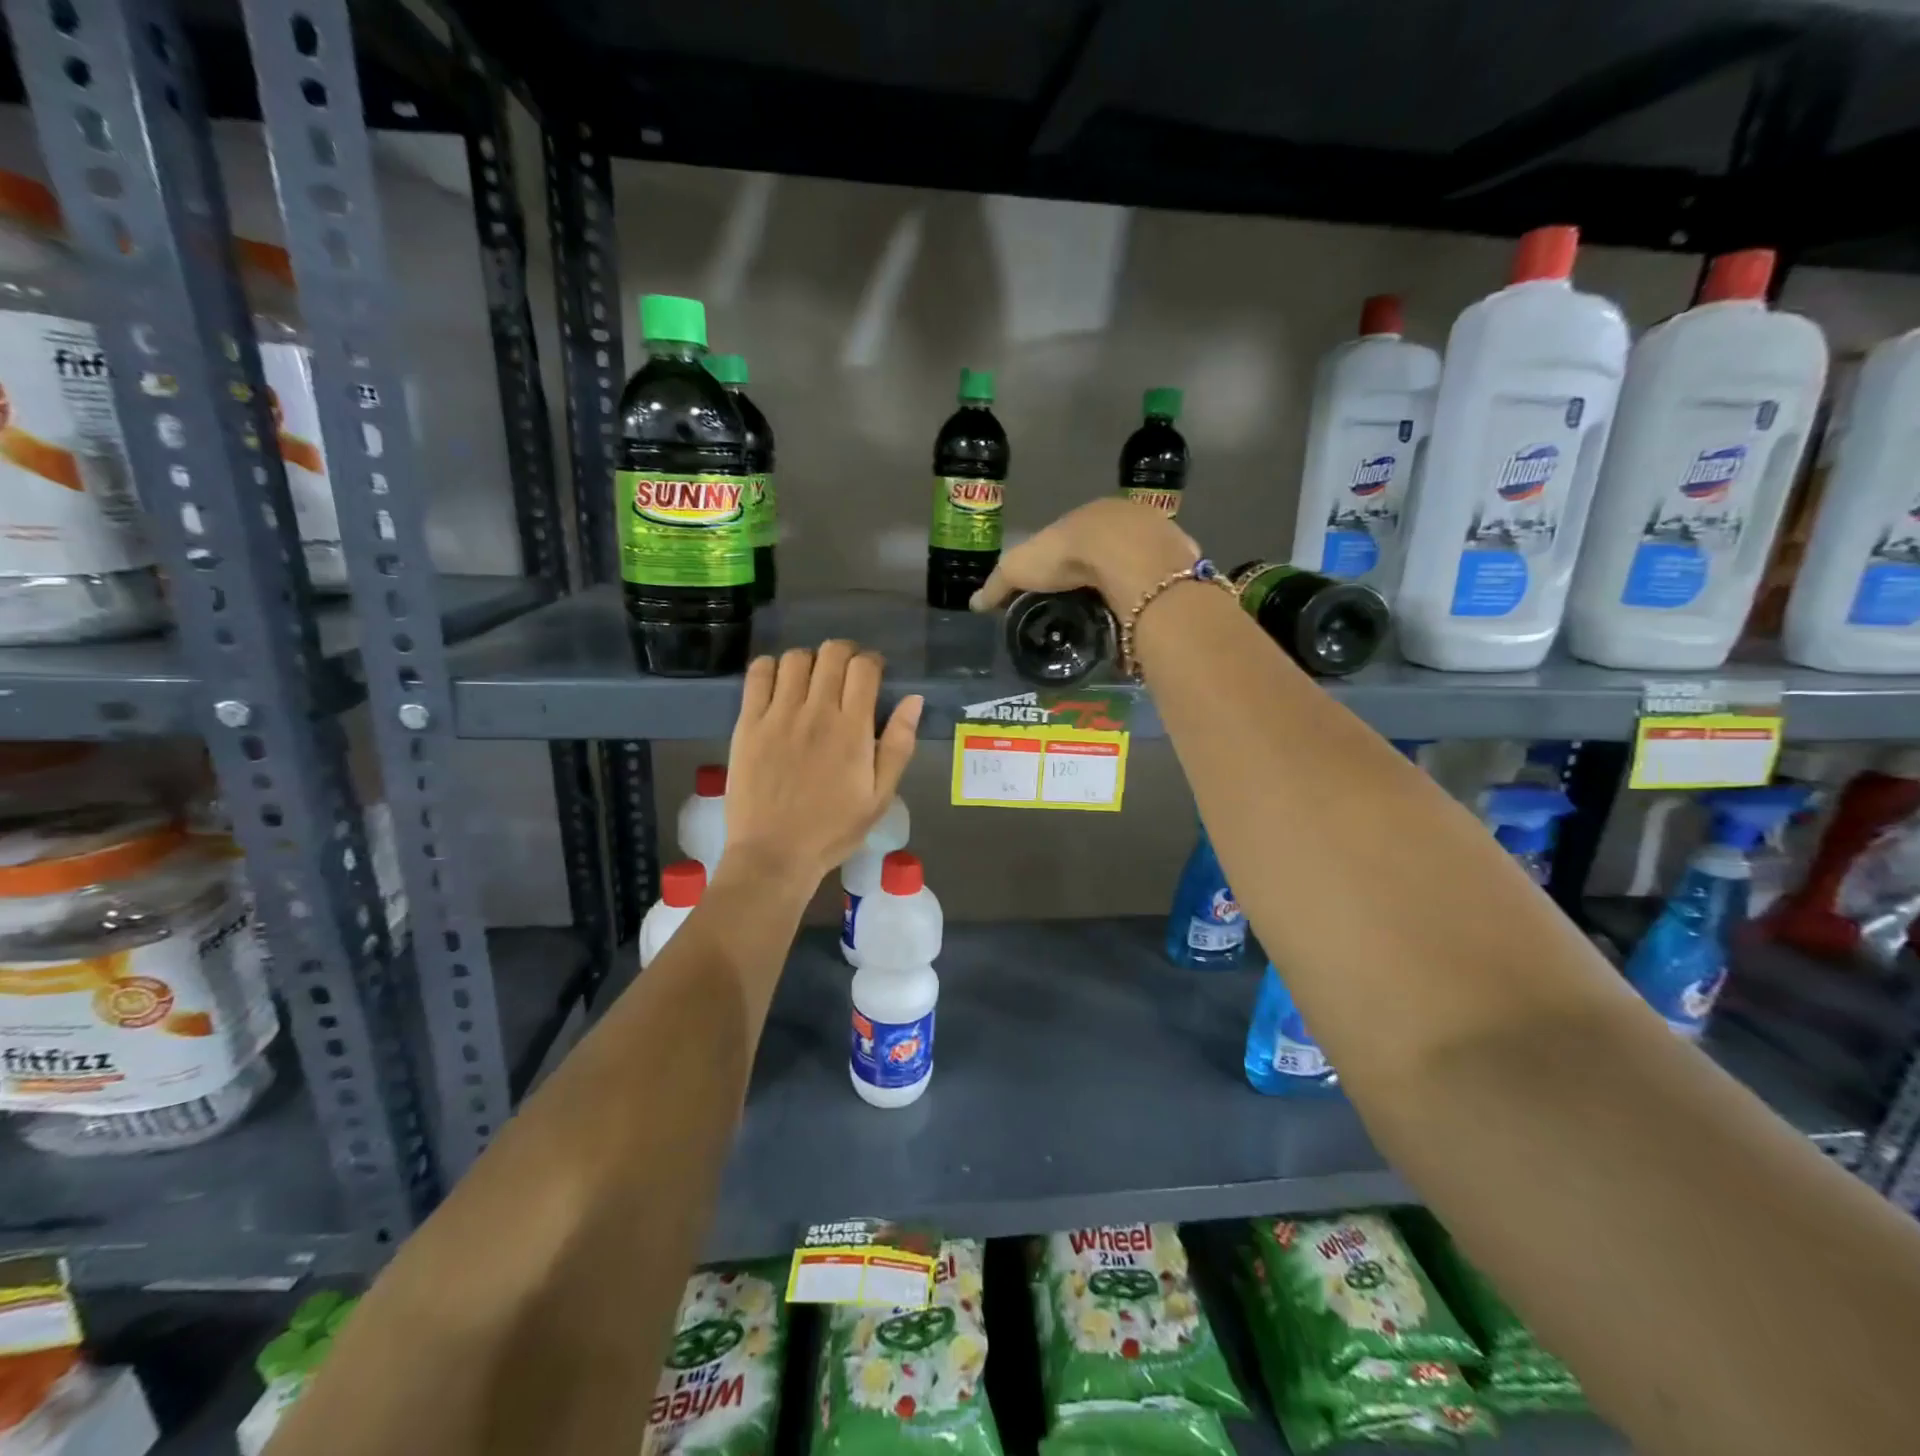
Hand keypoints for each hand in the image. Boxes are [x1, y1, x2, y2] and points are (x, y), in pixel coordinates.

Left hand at [721, 641, 922, 893]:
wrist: (774, 854)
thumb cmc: (833, 829)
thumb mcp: (880, 796)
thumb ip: (899, 746)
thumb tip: (913, 700)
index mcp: (853, 730)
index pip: (864, 668)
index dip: (872, 662)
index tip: (873, 674)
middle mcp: (817, 712)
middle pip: (832, 653)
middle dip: (845, 653)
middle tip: (846, 673)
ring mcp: (778, 715)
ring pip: (795, 658)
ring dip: (810, 660)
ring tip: (812, 680)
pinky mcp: (748, 723)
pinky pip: (758, 674)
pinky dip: (771, 667)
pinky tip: (779, 684)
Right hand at [969, 498, 1196, 612]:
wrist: (1127, 555)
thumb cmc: (1068, 555)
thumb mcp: (1019, 568)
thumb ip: (998, 585)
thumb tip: (974, 603)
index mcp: (1086, 517)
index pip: (1072, 540)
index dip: (1064, 563)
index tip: (1058, 588)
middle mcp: (1124, 521)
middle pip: (1108, 550)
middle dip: (1099, 573)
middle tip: (1088, 604)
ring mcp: (1155, 539)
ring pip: (1138, 563)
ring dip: (1128, 583)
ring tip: (1116, 614)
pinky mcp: (1178, 561)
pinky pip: (1161, 581)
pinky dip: (1151, 594)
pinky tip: (1143, 612)